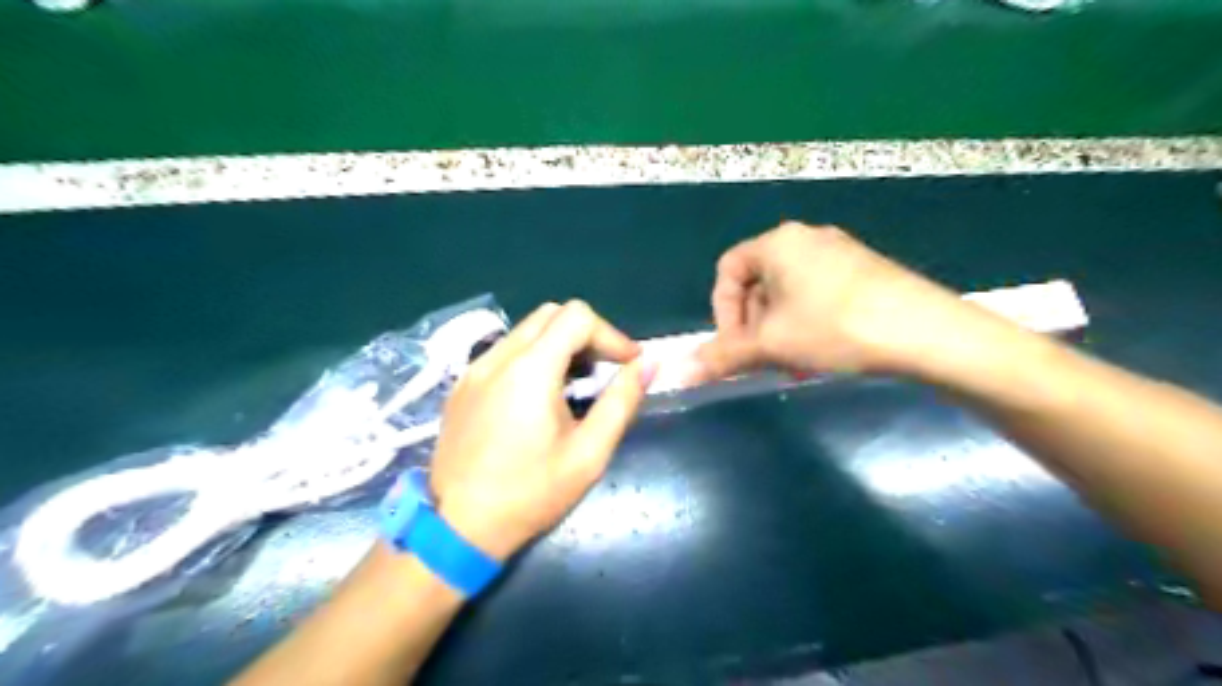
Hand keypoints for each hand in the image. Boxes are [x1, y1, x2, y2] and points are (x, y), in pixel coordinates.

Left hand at [430, 302, 658, 559]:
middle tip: (604, 371)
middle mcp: (498, 357)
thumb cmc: (530, 494)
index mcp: (530, 369)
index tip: (629, 364)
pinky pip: (505, 352)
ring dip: (559, 345)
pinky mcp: (462, 384)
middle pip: (551, 314)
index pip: (578, 317)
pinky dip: (533, 358)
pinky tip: (539, 399)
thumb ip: (621, 401)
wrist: (457, 528)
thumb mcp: (589, 453)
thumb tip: (648, 365)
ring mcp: (474, 369)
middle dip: (587, 334)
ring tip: (574, 386)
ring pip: (526, 330)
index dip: (611, 334)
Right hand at [698, 224, 975, 384]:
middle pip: (758, 283)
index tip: (735, 346)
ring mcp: (839, 251)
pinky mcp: (864, 270)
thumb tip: (682, 373)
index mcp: (777, 243)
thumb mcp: (771, 345)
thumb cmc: (834, 327)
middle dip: (753, 326)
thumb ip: (723, 357)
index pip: (727, 271)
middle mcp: (806, 238)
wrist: (924, 331)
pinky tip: (822, 352)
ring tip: (794, 363)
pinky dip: (807, 323)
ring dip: (779, 330)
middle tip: (765, 360)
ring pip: (788, 293)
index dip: (723, 311)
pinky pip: (817, 294)